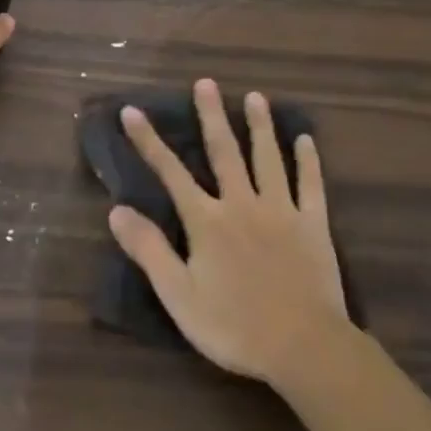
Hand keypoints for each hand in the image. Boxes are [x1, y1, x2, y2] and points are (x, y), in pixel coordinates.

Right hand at [109, 79, 349, 385]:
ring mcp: (281, 211)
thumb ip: (149, 250)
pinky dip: (308, 161)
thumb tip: (116, 210)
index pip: (170, 172)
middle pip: (224, 152)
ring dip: (261, 127)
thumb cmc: (234, 325)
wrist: (304, 348)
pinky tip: (307, 140)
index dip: (148, 141)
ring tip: (256, 97)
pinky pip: (311, 186)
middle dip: (212, 116)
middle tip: (206, 83)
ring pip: (268, 159)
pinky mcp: (313, 226)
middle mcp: (242, 204)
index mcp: (207, 221)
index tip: (132, 111)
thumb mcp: (178, 295)